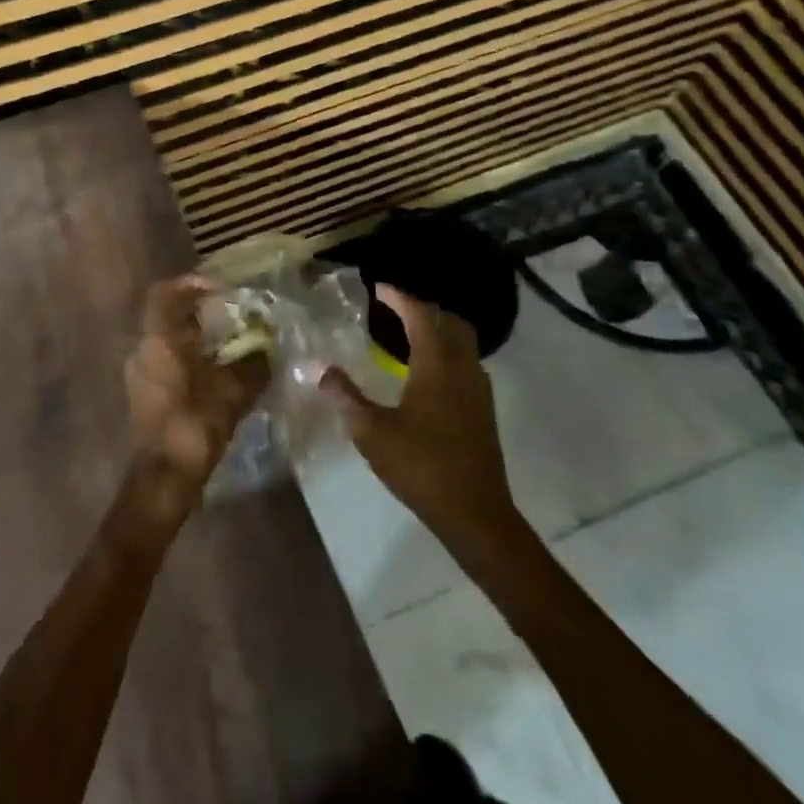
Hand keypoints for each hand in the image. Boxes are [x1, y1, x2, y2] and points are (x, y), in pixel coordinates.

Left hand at [117, 275, 269, 545]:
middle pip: (167, 317)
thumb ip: (252, 366)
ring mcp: (139, 375)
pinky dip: (188, 362)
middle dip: (199, 314)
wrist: (164, 478)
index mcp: (159, 339)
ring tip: (229, 350)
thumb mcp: (233, 391)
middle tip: (231, 320)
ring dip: (195, 341)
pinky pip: (166, 365)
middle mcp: (143, 350)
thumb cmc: (194, 424)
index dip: (191, 284)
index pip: (164, 293)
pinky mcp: (144, 397)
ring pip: (167, 343)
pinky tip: (215, 378)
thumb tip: (267, 351)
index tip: (220, 290)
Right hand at [321, 285, 528, 567]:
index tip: (378, 289)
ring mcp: (478, 388)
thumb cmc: (421, 467)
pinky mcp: (483, 407)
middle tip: (392, 309)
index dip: (399, 297)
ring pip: (462, 340)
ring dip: (437, 327)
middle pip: (448, 320)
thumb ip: (345, 398)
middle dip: (421, 308)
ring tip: (407, 333)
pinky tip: (426, 370)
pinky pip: (466, 360)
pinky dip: (447, 349)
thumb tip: (320, 370)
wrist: (475, 514)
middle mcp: (462, 368)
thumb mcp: (372, 433)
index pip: (420, 315)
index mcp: (436, 366)